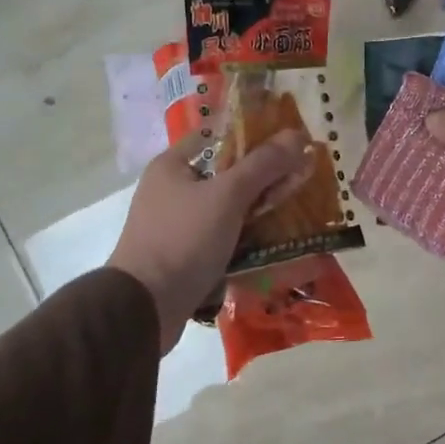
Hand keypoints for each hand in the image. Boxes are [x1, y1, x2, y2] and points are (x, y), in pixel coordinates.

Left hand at [108, 130, 311, 350]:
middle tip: (300, 177)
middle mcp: (171, 191)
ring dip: (258, 211)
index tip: (288, 141)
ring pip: (227, 209)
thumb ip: (263, 164)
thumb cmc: (183, 239)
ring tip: (296, 210)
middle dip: (263, 177)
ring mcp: (177, 225)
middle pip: (226, 174)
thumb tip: (296, 134)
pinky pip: (223, 238)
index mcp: (172, 166)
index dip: (252, 135)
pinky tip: (276, 243)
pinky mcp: (186, 256)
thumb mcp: (227, 195)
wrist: (144, 308)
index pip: (218, 136)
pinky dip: (246, 239)